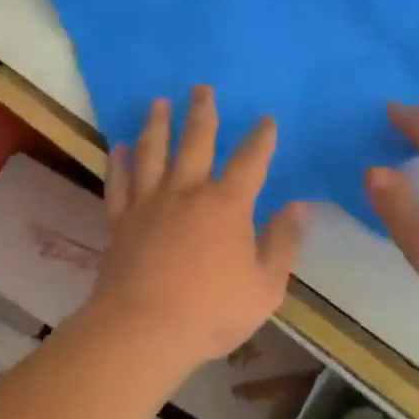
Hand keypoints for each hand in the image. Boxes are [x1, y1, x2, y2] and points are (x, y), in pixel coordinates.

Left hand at [86, 87, 310, 375]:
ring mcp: (150, 204)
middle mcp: (187, 192)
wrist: (142, 331)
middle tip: (201, 87)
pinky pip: (119, 183)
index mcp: (227, 205)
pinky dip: (119, 162)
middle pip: (196, 142)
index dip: (261, 138)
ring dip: (157, 125)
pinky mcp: (120, 221)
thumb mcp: (265, 286)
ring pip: (153, 153)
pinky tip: (119, 146)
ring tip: (158, 103)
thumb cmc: (211, 311)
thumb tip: (299, 206)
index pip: (250, 161)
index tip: (265, 119)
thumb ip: (283, 242)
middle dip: (202, 113)